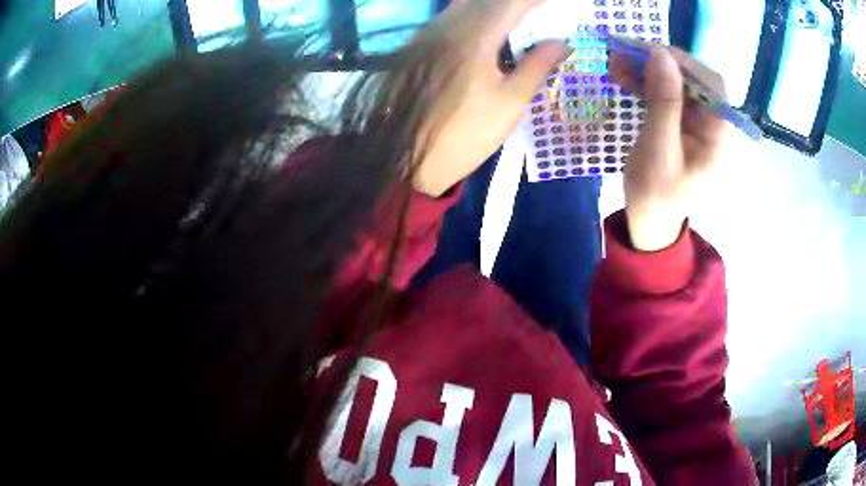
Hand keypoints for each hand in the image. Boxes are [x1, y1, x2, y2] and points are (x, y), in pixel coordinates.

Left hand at [406, 0, 572, 196]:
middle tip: (539, 11)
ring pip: (466, 3)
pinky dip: (477, 12)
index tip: (557, 5)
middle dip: (517, 2)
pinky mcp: (420, 43)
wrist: (409, 160)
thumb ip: (537, 66)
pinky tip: (492, 27)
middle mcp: (448, 25)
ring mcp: (429, 32)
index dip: (535, 1)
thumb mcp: (509, 104)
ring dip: (496, 5)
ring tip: (522, 18)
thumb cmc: (464, 136)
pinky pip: (453, 14)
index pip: (512, 2)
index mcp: (474, 37)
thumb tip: (562, 43)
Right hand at [610, 46, 731, 250]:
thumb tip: (660, 53)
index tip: (647, 52)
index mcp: (720, 135)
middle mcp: (715, 123)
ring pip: (677, 82)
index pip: (710, 84)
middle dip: (659, 63)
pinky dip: (646, 82)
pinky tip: (624, 76)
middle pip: (693, 79)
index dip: (682, 63)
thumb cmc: (657, 194)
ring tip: (616, 62)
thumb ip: (664, 101)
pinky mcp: (683, 121)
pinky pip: (667, 92)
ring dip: (647, 70)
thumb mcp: (659, 149)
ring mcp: (699, 121)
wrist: (651, 220)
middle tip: (624, 53)